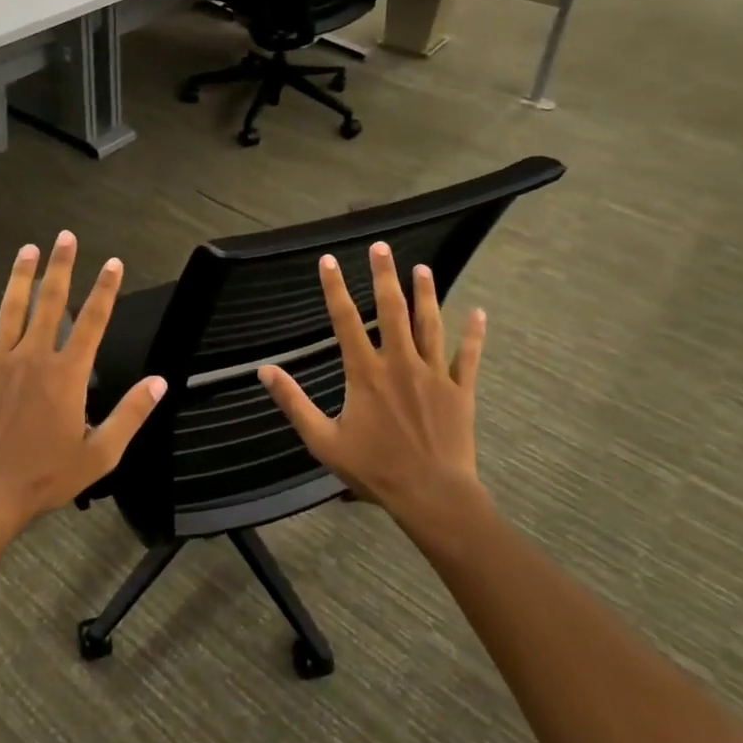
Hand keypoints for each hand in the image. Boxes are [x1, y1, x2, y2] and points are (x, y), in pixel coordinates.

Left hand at [0, 231, 165, 537]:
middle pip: (50, 302)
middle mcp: (34, 358)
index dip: (105, 289)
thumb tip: (161, 381)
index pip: (92, 320)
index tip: (113, 262)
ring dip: (20, 277)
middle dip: (60, 266)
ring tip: (27, 249)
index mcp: (67, 374)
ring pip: (11, 310)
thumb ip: (131, 414)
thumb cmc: (45, 475)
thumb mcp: (100, 454)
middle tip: (65, 237)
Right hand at [258, 242, 489, 522]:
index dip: (334, 288)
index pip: (345, 320)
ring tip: (421, 268)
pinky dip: (474, 334)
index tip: (328, 260)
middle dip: (384, 276)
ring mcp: (434, 374)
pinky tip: (478, 312)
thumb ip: (293, 402)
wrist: (432, 495)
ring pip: (429, 324)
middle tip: (381, 247)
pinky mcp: (460, 391)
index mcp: (365, 372)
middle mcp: (400, 363)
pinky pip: (469, 356)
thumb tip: (264, 370)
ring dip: (425, 294)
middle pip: (392, 310)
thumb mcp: (322, 439)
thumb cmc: (374, 469)